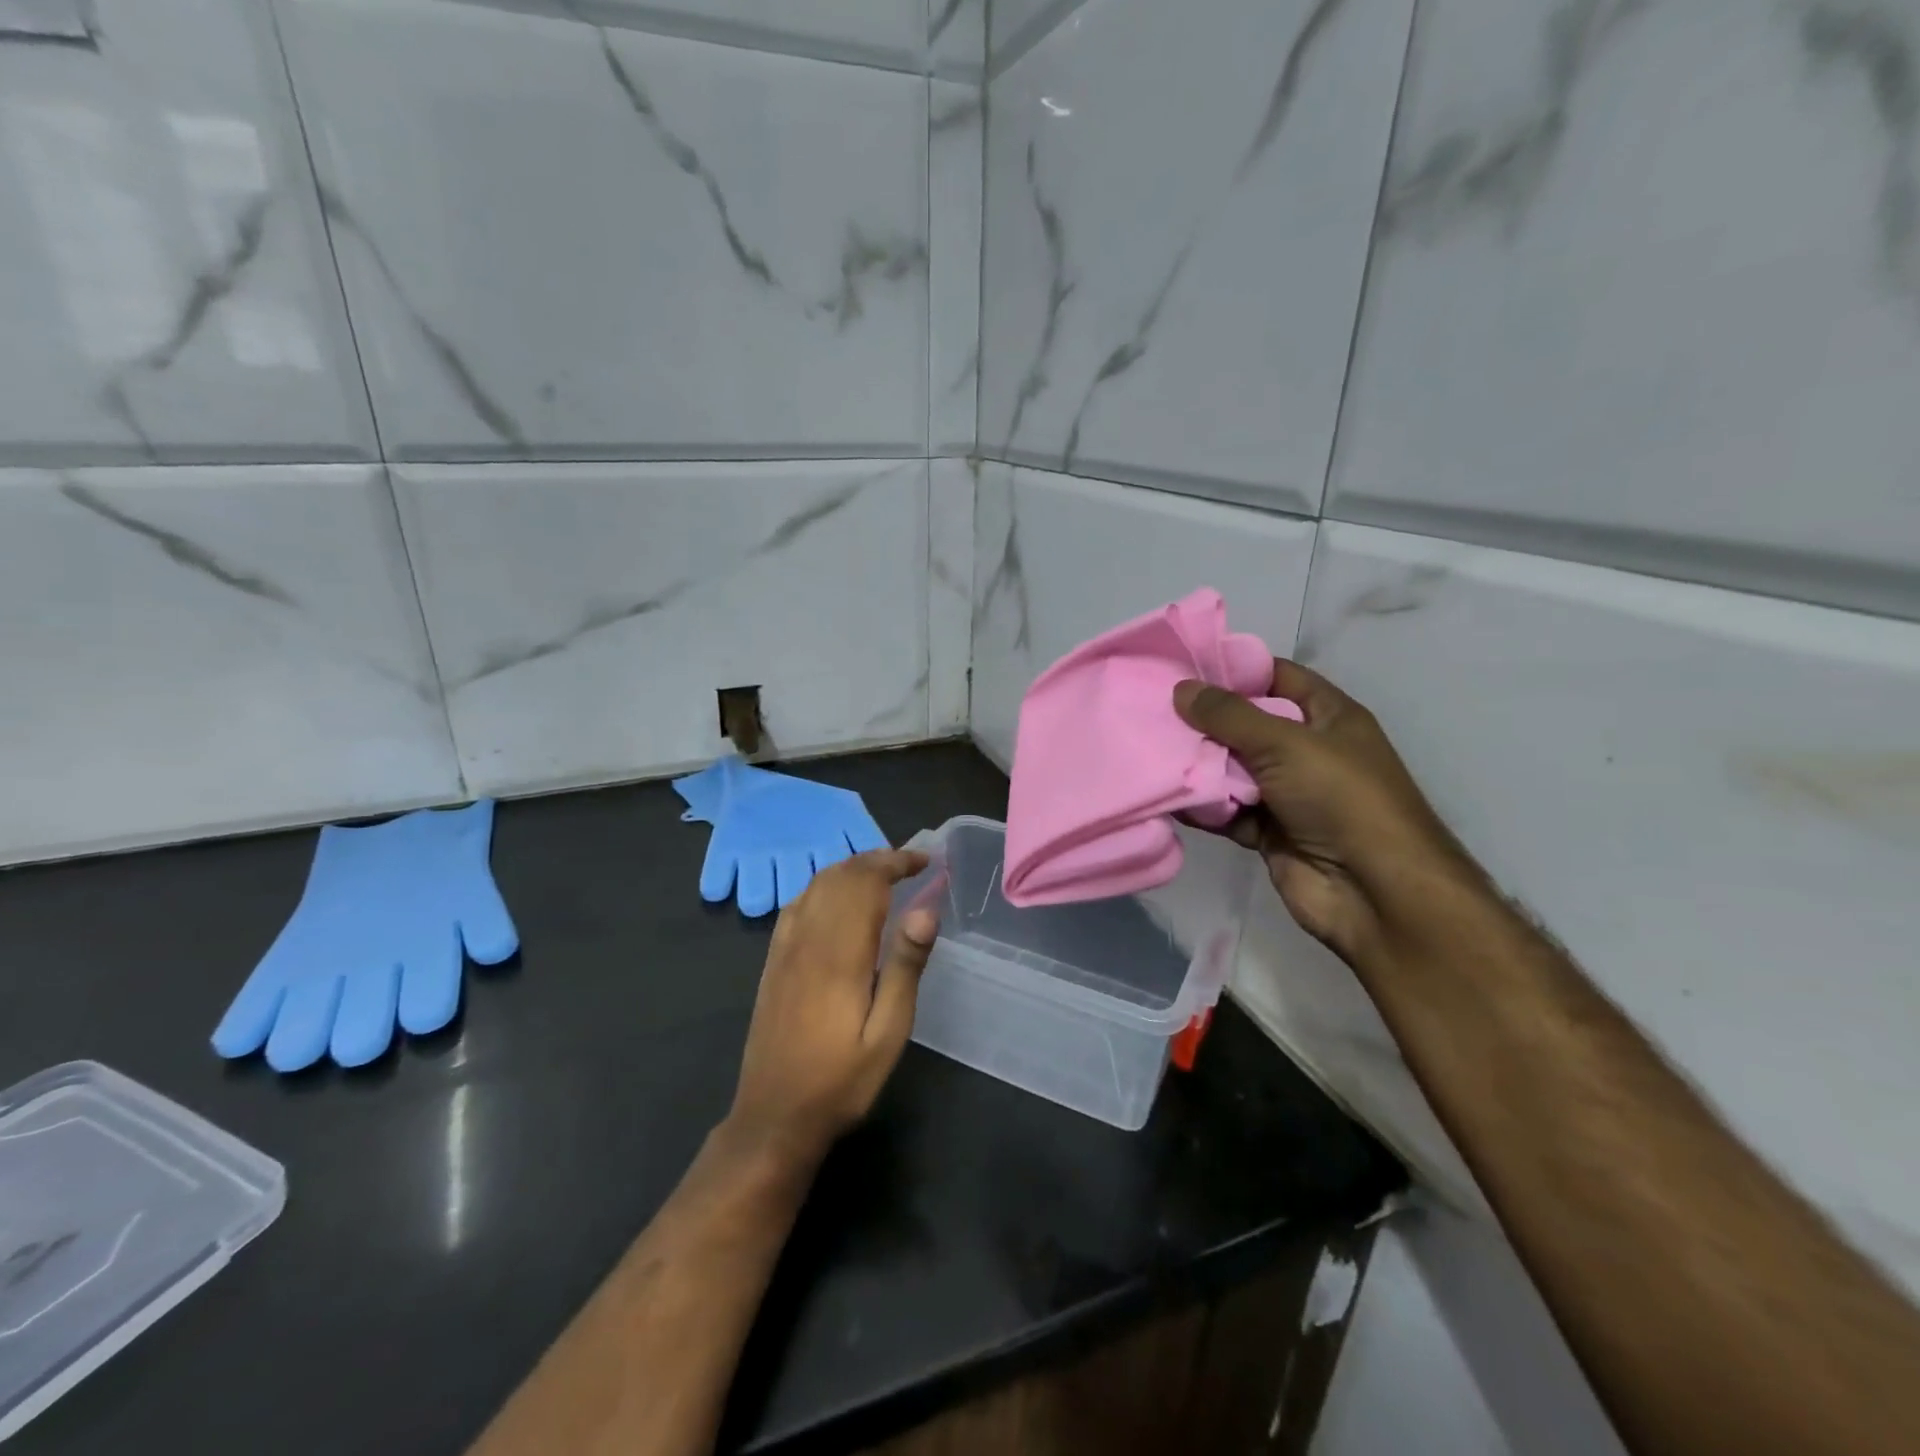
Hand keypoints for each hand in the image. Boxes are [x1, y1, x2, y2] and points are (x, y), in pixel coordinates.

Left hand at [725, 849, 938, 1168]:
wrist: (773, 1116)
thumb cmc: (841, 1080)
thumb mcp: (889, 1033)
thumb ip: (906, 967)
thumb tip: (926, 910)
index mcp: (840, 953)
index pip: (867, 883)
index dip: (896, 862)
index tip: (925, 861)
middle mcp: (808, 939)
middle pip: (841, 876)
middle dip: (876, 859)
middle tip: (910, 863)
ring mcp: (785, 948)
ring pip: (816, 884)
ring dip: (850, 868)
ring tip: (882, 873)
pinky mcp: (772, 961)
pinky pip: (796, 904)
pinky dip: (822, 885)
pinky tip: (836, 897)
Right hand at [1174, 661, 1478, 958]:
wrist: (1374, 891)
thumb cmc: (1340, 798)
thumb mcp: (1286, 743)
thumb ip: (1230, 715)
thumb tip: (1181, 688)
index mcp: (1327, 717)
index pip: (1277, 678)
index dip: (1234, 670)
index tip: (1182, 668)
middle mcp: (1306, 751)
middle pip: (1246, 725)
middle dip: (1203, 720)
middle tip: (1150, 710)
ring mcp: (1287, 794)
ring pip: (1231, 770)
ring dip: (1197, 765)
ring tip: (1148, 749)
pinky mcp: (1268, 832)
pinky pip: (1226, 810)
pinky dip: (1202, 806)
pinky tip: (1166, 795)